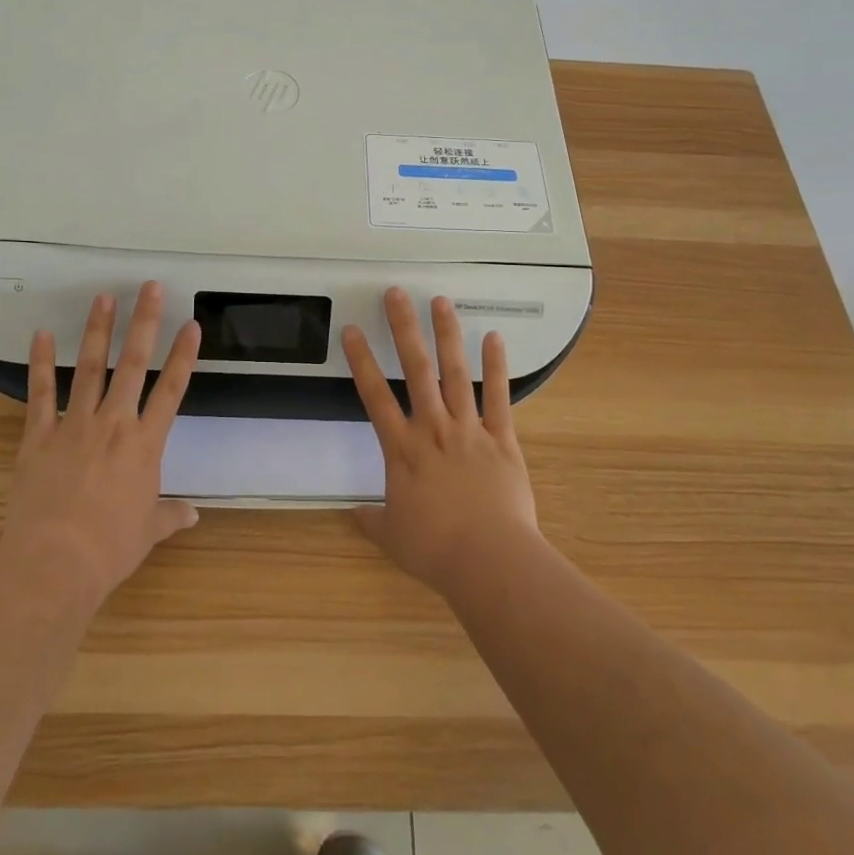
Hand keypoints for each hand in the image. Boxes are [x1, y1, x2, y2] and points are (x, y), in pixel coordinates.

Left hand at [0, 282, 201, 608]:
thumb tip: (193, 515)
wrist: (54, 564)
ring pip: (90, 368)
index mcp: (145, 445)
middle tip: (149, 288)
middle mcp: (114, 424)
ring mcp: (75, 425)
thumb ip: (169, 516)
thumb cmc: (109, 549)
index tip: (190, 325)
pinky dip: (40, 363)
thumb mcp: (147, 533)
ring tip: (104, 298)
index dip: (183, 356)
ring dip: (98, 331)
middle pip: (133, 365)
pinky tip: (42, 334)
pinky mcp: (40, 435)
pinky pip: (41, 392)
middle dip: (143, 323)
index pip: (171, 391)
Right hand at [342, 288, 540, 594]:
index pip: (375, 396)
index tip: (352, 330)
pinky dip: (497, 367)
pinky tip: (494, 338)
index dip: (361, 361)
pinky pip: (499, 397)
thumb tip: (351, 514)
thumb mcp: (393, 537)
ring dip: (447, 335)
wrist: (490, 560)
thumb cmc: (435, 549)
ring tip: (441, 301)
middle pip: (416, 369)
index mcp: (402, 449)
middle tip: (397, 294)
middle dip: (404, 328)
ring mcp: (469, 429)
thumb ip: (371, 520)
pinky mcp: (502, 439)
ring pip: (455, 373)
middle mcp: (433, 428)